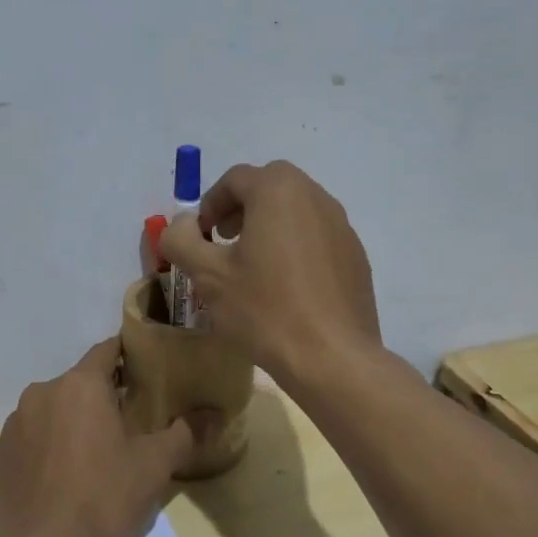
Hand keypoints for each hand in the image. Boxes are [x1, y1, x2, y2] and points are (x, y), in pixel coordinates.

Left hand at [0, 338, 208, 536]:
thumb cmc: (103, 500)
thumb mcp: (154, 467)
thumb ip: (183, 433)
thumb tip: (210, 415)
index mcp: (79, 385)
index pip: (108, 350)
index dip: (130, 356)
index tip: (149, 371)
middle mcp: (41, 393)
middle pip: (81, 383)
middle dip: (105, 397)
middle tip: (133, 424)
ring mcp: (15, 425)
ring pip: (55, 411)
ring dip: (76, 423)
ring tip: (99, 457)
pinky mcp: (0, 457)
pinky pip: (34, 439)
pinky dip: (51, 447)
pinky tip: (66, 480)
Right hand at [160, 160, 380, 387]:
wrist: (332, 358)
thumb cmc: (265, 310)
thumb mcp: (208, 276)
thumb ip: (182, 240)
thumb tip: (182, 223)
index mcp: (279, 191)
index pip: (235, 179)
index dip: (210, 205)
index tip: (200, 237)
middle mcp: (316, 197)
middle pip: (269, 188)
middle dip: (240, 210)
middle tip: (223, 243)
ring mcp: (342, 226)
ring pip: (296, 212)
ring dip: (268, 227)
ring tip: (252, 266)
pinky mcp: (355, 256)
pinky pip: (316, 238)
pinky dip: (295, 248)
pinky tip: (285, 288)